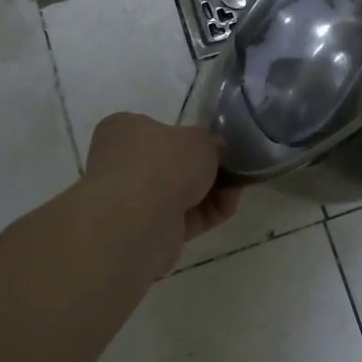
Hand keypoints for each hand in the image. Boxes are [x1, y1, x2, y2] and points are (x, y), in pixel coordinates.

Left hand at [81, 113, 242, 277]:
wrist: (140, 221)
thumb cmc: (164, 163)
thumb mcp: (200, 138)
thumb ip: (211, 141)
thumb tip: (216, 148)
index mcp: (124, 130)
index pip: (158, 129)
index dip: (190, 136)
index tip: (217, 143)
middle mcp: (121, 163)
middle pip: (173, 164)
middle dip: (205, 167)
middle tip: (233, 165)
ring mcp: (133, 201)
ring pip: (180, 192)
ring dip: (211, 190)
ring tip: (239, 185)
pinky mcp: (147, 231)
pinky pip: (185, 217)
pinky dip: (208, 212)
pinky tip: (230, 205)